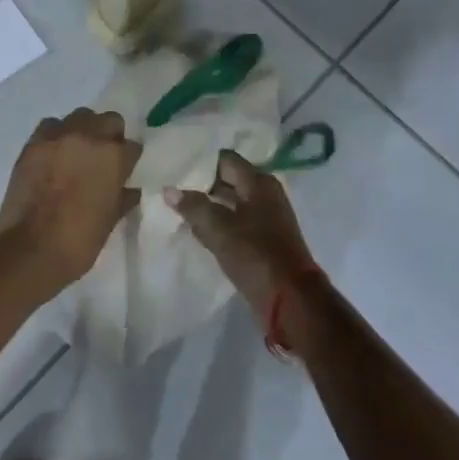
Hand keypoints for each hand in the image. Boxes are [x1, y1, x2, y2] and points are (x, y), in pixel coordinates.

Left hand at [0, 108, 141, 288]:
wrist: (31, 251)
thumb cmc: (79, 240)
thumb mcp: (110, 221)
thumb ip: (123, 198)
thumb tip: (130, 190)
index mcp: (113, 157)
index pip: (132, 146)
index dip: (129, 160)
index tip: (124, 171)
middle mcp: (88, 137)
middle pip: (109, 120)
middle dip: (111, 136)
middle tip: (103, 158)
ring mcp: (58, 138)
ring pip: (79, 117)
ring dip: (83, 131)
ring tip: (77, 153)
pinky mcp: (33, 144)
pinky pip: (50, 127)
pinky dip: (56, 136)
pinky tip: (54, 155)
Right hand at [166, 151, 317, 328]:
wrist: (289, 299)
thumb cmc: (254, 254)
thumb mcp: (219, 228)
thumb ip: (194, 206)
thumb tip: (169, 189)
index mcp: (259, 183)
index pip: (226, 160)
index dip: (201, 161)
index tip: (176, 165)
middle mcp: (266, 194)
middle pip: (229, 180)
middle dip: (202, 184)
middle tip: (171, 185)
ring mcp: (267, 218)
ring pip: (231, 203)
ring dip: (209, 205)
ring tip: (177, 206)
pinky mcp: (264, 240)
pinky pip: (236, 223)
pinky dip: (218, 224)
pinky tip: (197, 230)